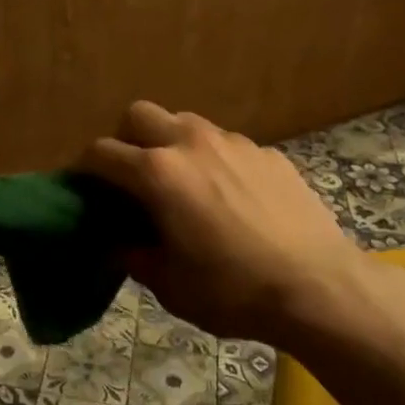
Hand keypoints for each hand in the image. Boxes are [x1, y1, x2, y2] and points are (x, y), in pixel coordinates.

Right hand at [81, 102, 384, 348]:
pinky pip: (226, 144)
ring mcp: (234, 143)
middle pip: (139, 114)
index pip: (101, 152)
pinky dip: (213, 161)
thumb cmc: (233, 291)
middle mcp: (191, 144)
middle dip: (126, 139)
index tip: (86, 189)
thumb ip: (134, 256)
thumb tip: (118, 243)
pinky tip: (230, 198)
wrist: (319, 288)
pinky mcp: (268, 153)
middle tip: (133, 178)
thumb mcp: (170, 285)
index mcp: (158, 174)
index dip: (85, 169)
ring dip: (171, 144)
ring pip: (186, 123)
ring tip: (183, 184)